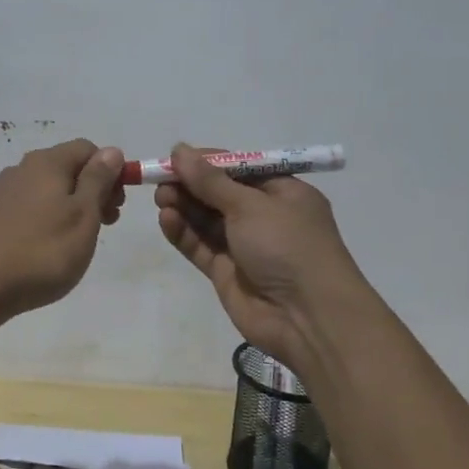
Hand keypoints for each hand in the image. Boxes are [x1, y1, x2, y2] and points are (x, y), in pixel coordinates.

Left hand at [0, 139, 124, 317]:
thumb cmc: (45, 252)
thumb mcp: (84, 216)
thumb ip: (98, 180)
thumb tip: (110, 151)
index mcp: (48, 164)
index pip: (87, 149)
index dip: (109, 171)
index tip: (117, 204)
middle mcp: (20, 170)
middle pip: (63, 168)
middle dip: (89, 189)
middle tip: (104, 224)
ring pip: (38, 188)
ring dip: (61, 204)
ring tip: (71, 238)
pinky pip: (6, 209)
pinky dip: (19, 217)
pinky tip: (17, 233)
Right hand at [154, 143, 373, 366]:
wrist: (308, 318)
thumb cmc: (288, 246)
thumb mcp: (250, 205)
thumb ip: (210, 180)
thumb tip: (179, 149)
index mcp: (282, 193)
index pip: (239, 169)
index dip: (207, 162)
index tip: (175, 157)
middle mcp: (264, 216)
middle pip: (219, 194)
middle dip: (190, 185)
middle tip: (160, 180)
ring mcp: (244, 246)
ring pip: (206, 220)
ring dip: (183, 206)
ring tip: (160, 198)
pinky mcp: (227, 272)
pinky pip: (200, 246)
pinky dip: (183, 232)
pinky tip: (166, 219)